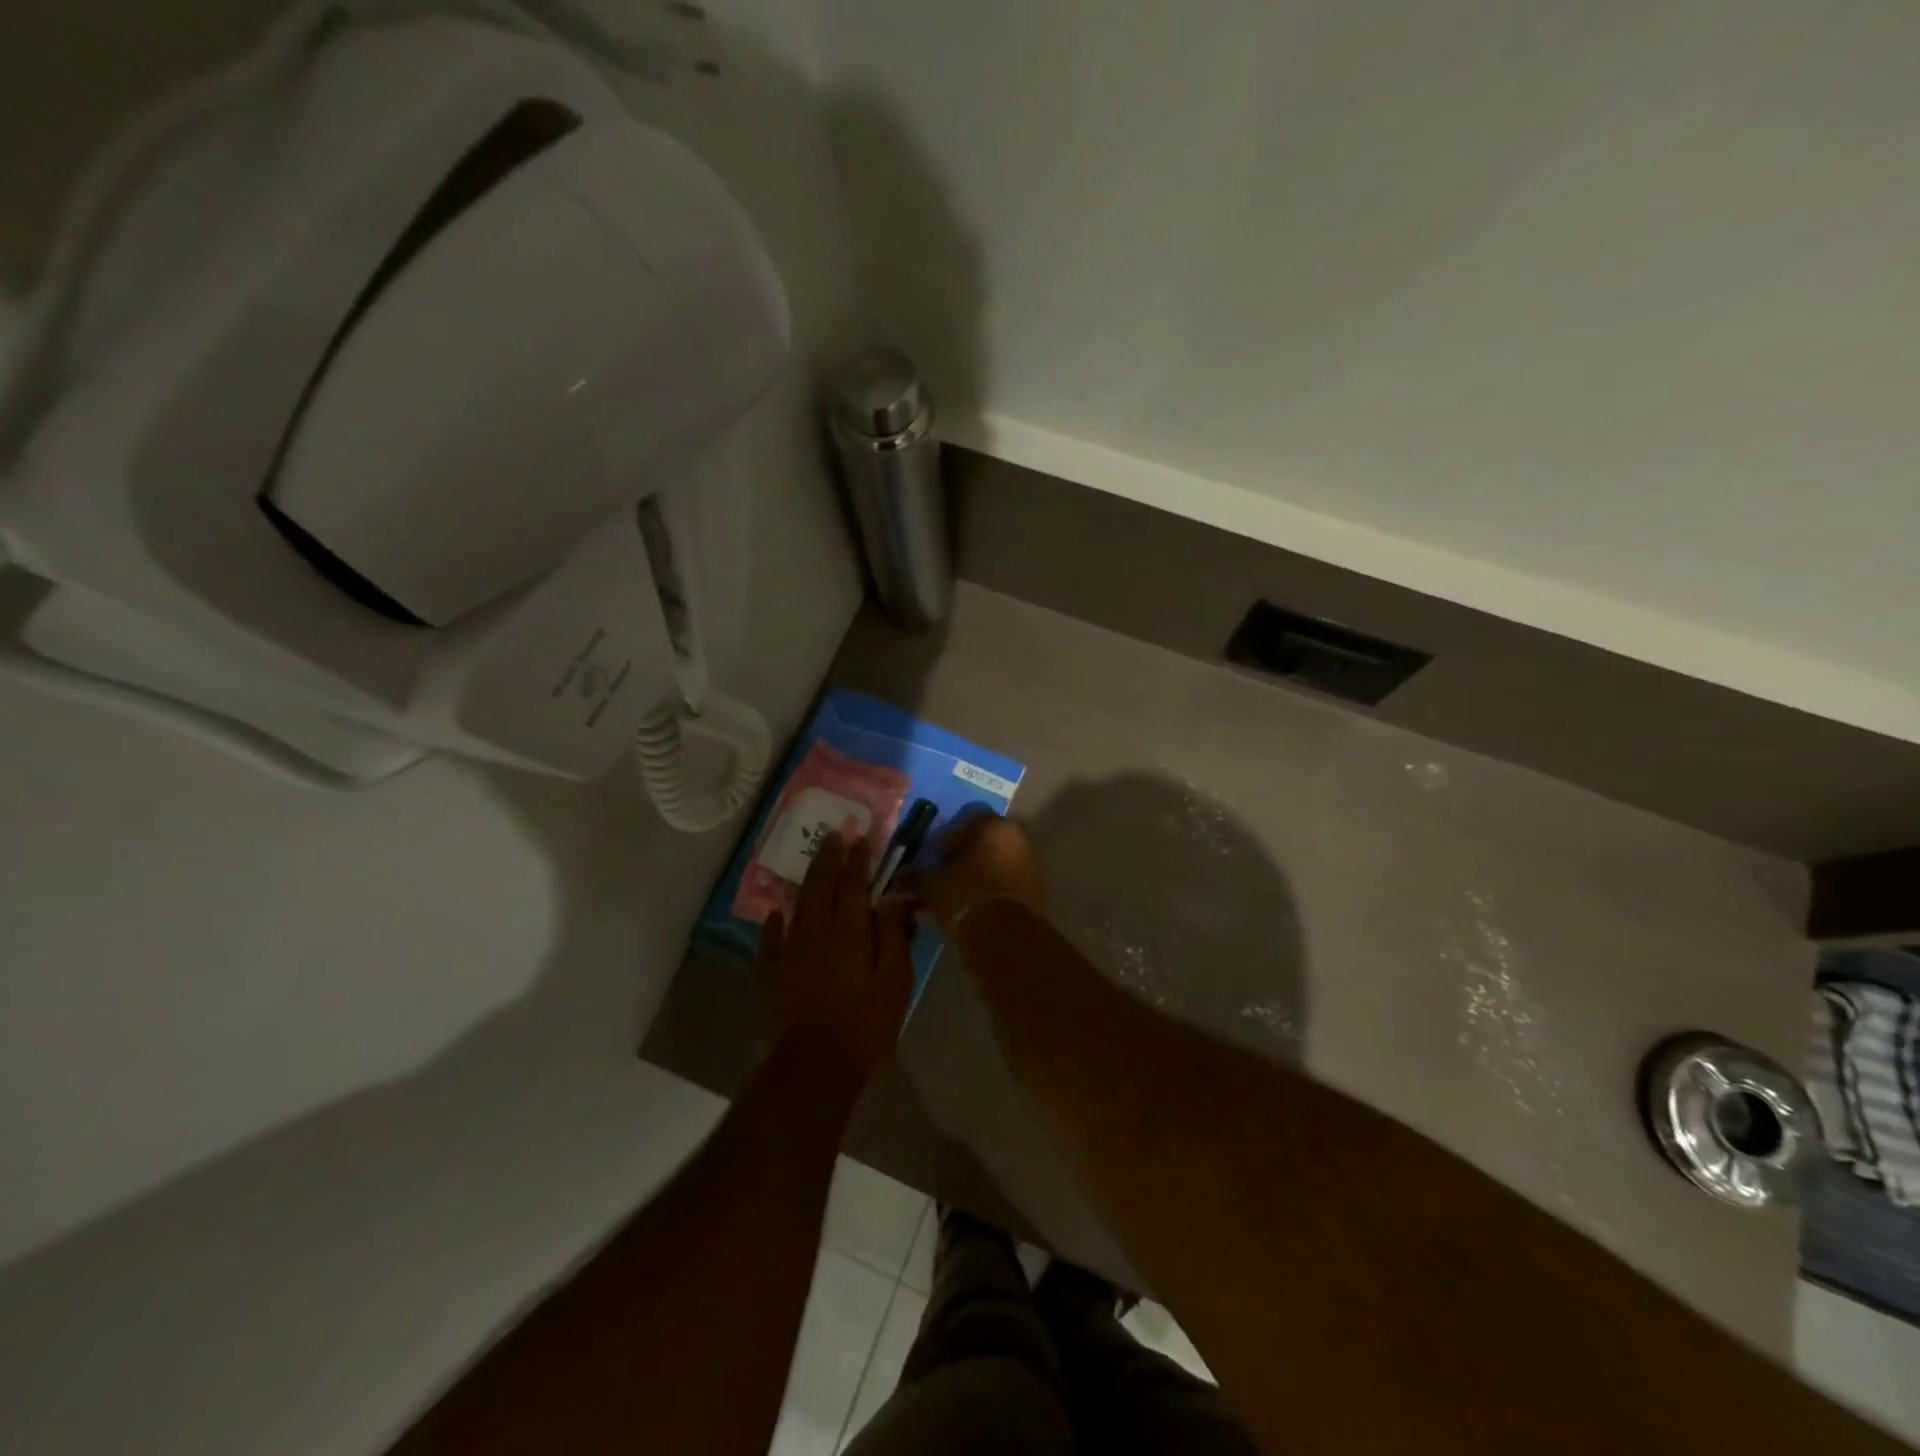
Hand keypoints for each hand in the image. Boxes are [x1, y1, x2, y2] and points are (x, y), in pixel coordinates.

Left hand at [759, 832, 914, 1080]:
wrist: (814, 1064)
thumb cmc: (864, 1024)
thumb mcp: (895, 981)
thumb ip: (892, 935)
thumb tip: (891, 897)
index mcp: (849, 931)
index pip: (854, 885)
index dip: (858, 860)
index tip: (860, 838)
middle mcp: (817, 931)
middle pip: (822, 885)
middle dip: (829, 858)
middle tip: (833, 835)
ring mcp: (790, 951)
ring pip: (797, 906)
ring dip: (806, 881)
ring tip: (812, 863)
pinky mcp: (772, 973)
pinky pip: (770, 939)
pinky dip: (773, 922)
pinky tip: (775, 912)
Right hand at [907, 812, 1045, 936]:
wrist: (1004, 937)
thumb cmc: (965, 895)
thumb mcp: (932, 885)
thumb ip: (915, 877)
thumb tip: (900, 876)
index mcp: (994, 826)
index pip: (967, 820)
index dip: (948, 838)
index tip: (934, 856)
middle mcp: (1017, 839)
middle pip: (984, 843)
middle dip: (963, 857)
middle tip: (943, 875)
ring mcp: (1030, 865)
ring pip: (995, 864)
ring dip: (976, 875)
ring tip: (954, 896)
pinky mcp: (1035, 891)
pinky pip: (1006, 883)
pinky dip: (989, 890)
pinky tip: (971, 907)